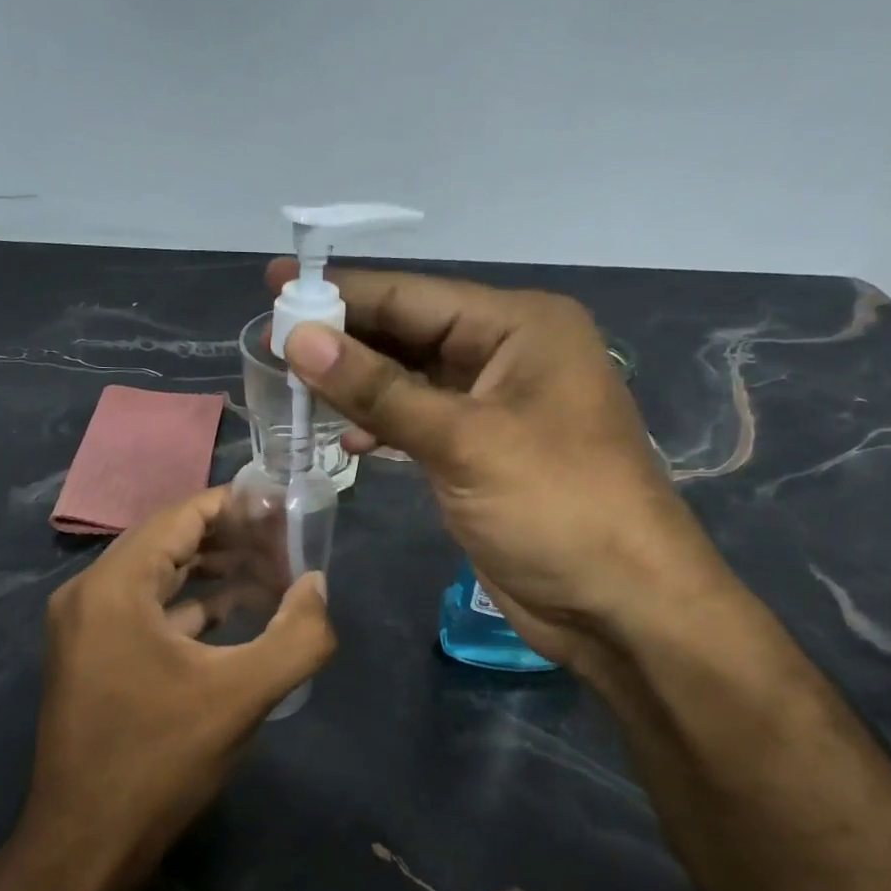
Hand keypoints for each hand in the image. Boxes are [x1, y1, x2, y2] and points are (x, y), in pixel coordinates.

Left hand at [17, 486, 334, 890]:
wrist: (84, 846)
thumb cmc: (159, 762)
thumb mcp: (242, 696)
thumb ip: (297, 635)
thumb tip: (318, 586)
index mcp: (114, 587)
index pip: (181, 516)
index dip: (236, 506)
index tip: (285, 511)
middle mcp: (90, 593)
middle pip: (169, 540)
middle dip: (231, 538)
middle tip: (286, 544)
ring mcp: (86, 626)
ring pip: (158, 575)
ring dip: (213, 571)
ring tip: (272, 574)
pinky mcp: (92, 655)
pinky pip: (147, 609)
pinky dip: (191, 605)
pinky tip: (235, 614)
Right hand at [267, 261, 734, 667]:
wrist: (620, 606)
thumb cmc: (556, 507)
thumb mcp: (463, 441)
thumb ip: (378, 388)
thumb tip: (298, 338)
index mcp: (520, 327)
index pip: (413, 296)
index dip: (341, 292)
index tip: (274, 285)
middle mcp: (508, 355)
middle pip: (409, 333)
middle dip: (343, 338)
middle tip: (270, 339)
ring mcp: (494, 407)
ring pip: (410, 380)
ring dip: (356, 385)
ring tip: (291, 387)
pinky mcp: (480, 453)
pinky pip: (419, 422)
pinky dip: (382, 426)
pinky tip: (345, 438)